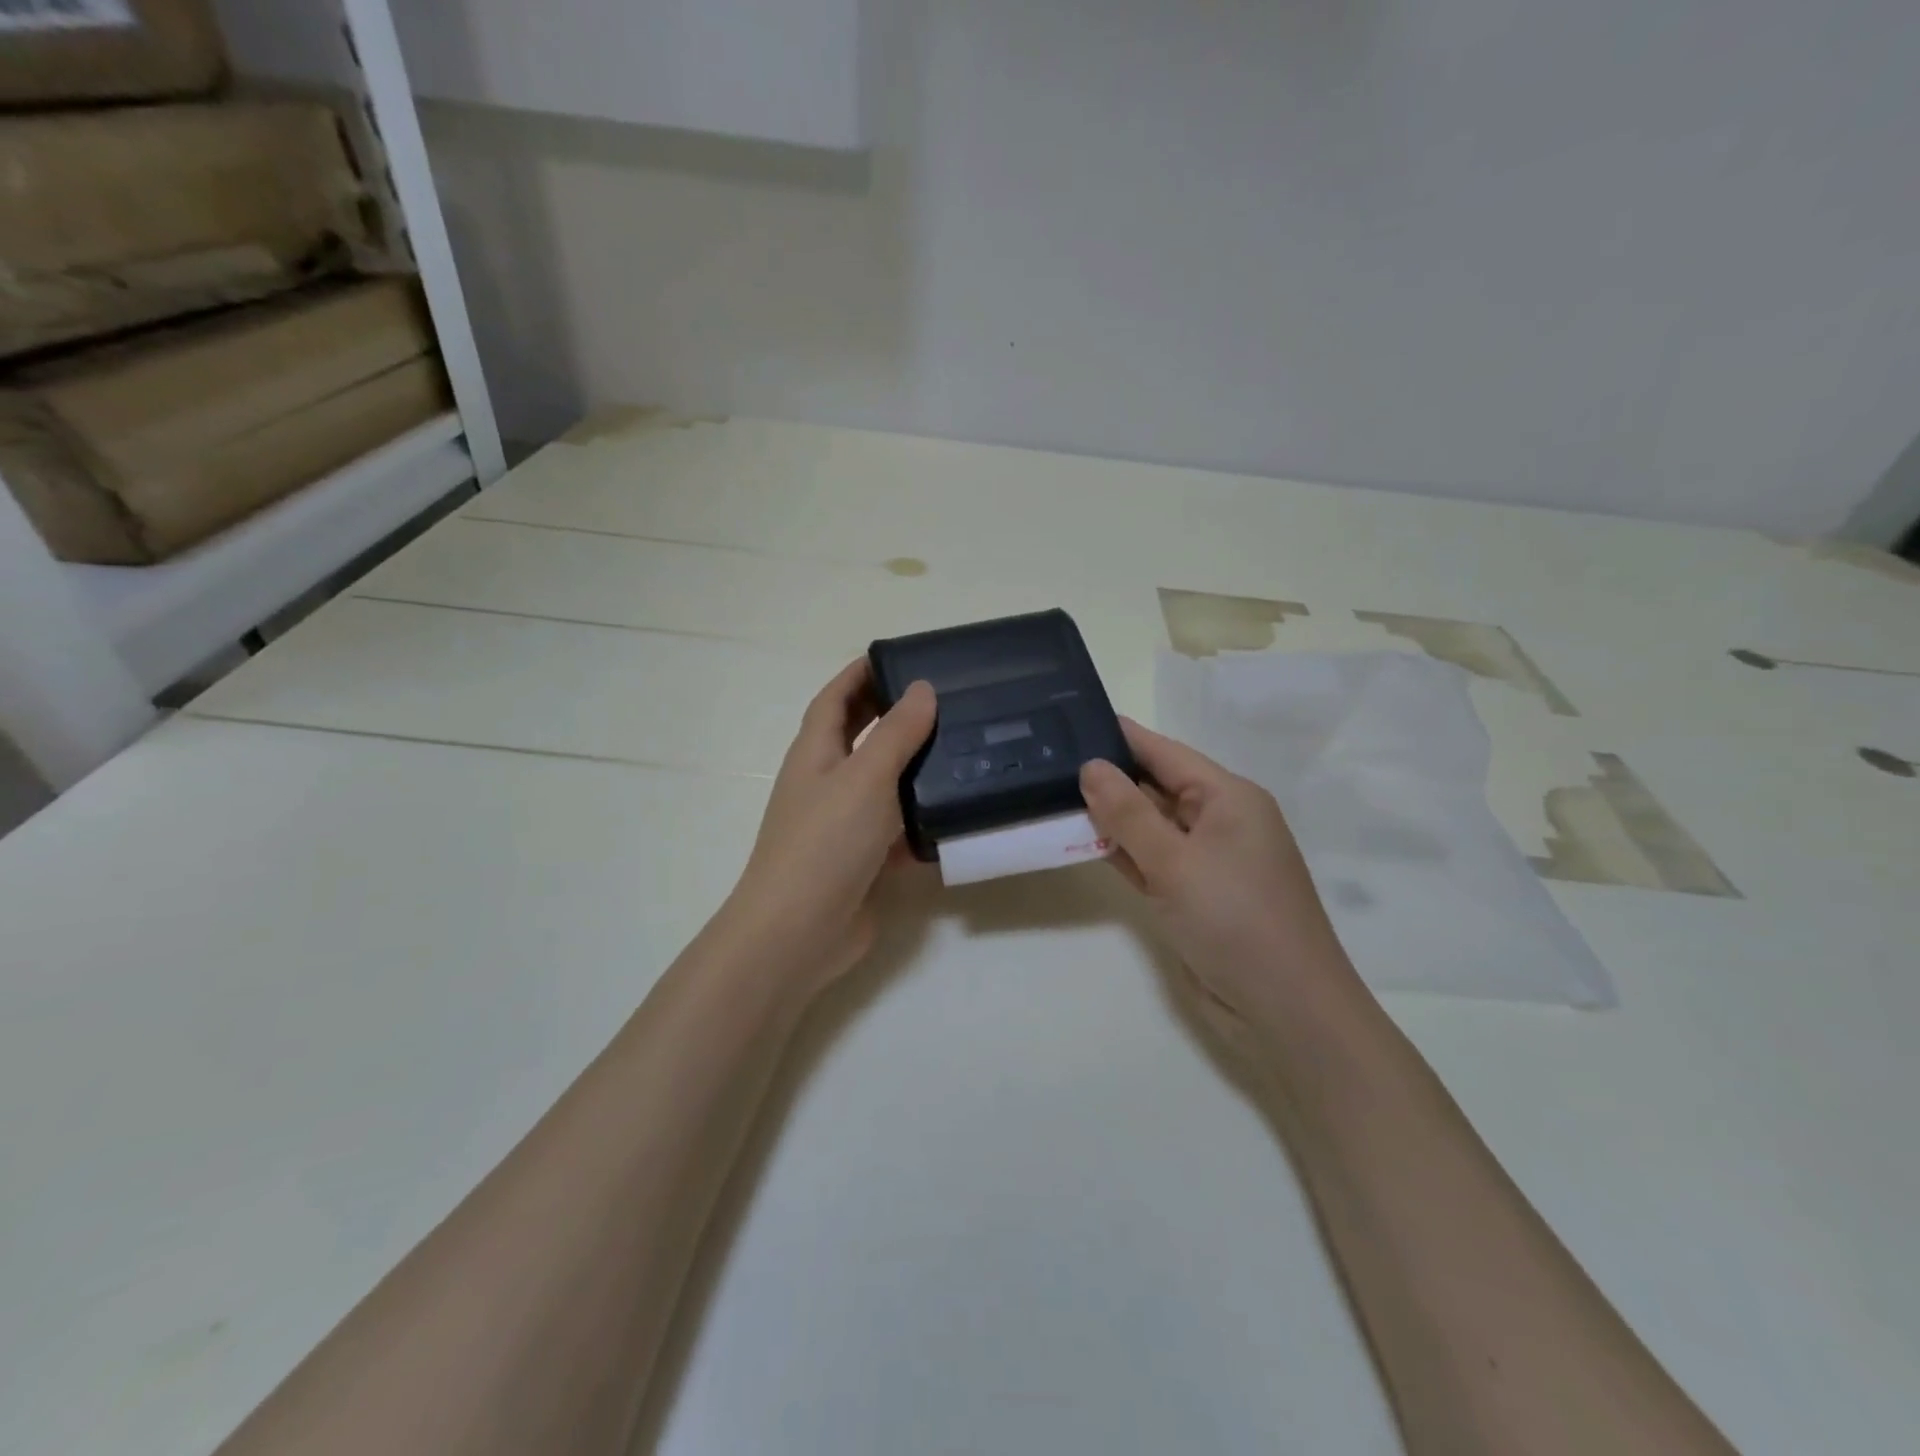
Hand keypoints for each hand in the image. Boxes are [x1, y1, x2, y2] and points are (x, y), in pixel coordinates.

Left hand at [724, 660, 935, 992]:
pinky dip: (921, 819)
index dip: (860, 673)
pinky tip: (957, 813)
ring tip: (963, 748)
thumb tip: (921, 688)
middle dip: (892, 714)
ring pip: (883, 783)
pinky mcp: (864, 860)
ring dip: (914, 766)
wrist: (799, 931)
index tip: (899, 656)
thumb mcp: (865, 777)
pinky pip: (897, 829)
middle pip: (860, 736)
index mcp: (815, 753)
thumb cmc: (825, 842)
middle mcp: (826, 782)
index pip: (835, 698)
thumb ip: (897, 733)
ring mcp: (844, 824)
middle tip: (943, 698)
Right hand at [1080, 718, 1361, 1042]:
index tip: (1071, 720)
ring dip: (1109, 818)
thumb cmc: (1235, 921)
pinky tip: (1080, 840)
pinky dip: (1121, 852)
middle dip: (1107, 778)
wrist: (1284, 1011)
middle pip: (1155, 787)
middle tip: (1047, 762)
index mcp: (1229, 798)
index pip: (1165, 753)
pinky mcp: (1193, 894)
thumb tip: (1090, 766)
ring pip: (1150, 826)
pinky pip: (1151, 860)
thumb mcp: (1175, 862)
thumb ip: (1128, 814)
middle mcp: (1219, 821)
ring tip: (1051, 795)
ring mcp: (1206, 860)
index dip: (1120, 737)